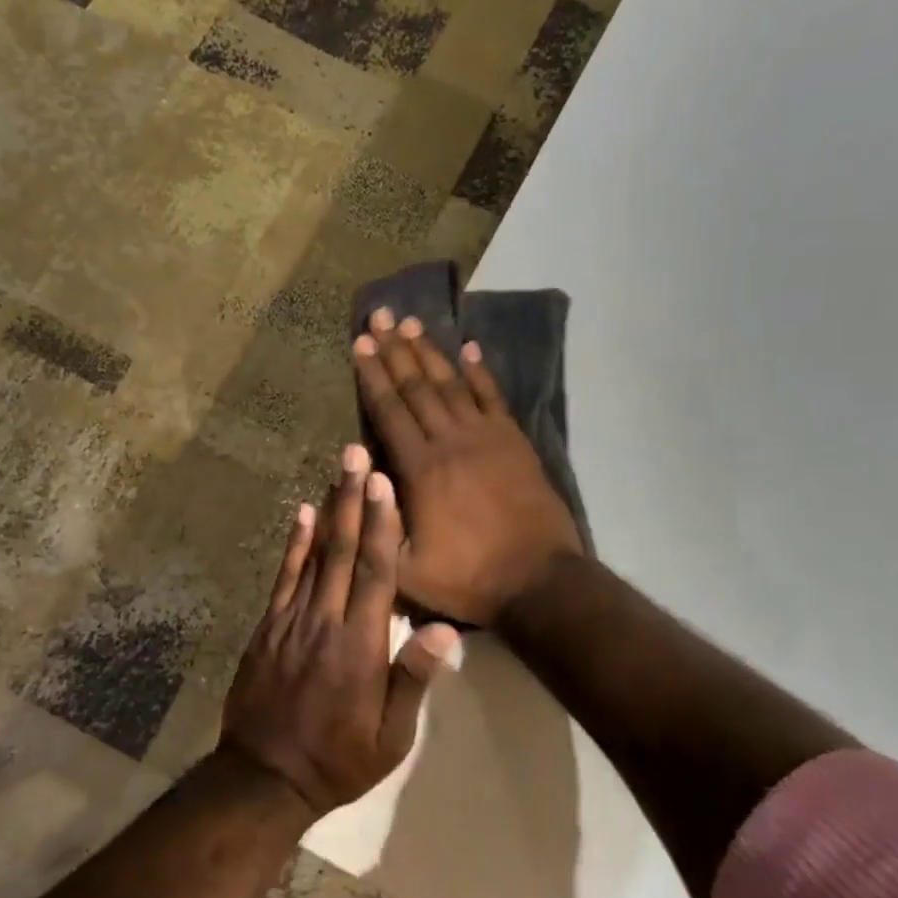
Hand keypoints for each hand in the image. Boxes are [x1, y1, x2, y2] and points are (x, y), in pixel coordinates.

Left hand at [221, 444, 459, 818]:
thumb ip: (413, 679)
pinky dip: (294, 544)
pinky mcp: (268, 626)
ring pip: (314, 555)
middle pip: (343, 550)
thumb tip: (445, 629)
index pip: (374, 573)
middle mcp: (325, 621)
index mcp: (361, 646)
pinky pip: (284, 577)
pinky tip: (303, 514)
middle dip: (352, 499)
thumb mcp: (391, 737)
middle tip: (356, 453)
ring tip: (337, 469)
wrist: (264, 778)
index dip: (380, 524)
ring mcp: (291, 620)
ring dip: (328, 509)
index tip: (383, 482)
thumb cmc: (339, 759)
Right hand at [353, 309, 583, 627]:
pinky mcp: (515, 442)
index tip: (359, 343)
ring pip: (452, 384)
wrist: (538, 581)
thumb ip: (378, 523)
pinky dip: (480, 371)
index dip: (372, 375)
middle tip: (380, 316)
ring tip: (412, 324)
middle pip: (417, 387)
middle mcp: (450, 441)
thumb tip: (359, 475)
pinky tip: (470, 348)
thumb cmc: (468, 579)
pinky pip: (494, 397)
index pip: (389, 410)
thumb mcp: (405, 569)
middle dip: (395, 350)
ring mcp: (487, 437)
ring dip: (430, 352)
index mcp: (420, 469)